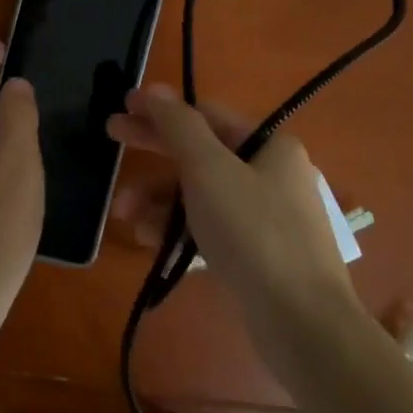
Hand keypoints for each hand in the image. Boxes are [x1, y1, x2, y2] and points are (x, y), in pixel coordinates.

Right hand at [107, 84, 357, 340]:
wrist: (302, 322)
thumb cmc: (253, 233)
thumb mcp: (209, 170)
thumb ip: (178, 126)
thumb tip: (155, 90)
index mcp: (269, 145)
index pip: (205, 115)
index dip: (161, 110)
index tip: (122, 109)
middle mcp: (271, 174)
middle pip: (201, 152)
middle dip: (154, 151)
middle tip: (110, 139)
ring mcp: (266, 216)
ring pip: (200, 193)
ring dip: (159, 198)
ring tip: (124, 215)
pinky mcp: (257, 253)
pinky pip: (209, 227)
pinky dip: (178, 228)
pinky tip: (149, 240)